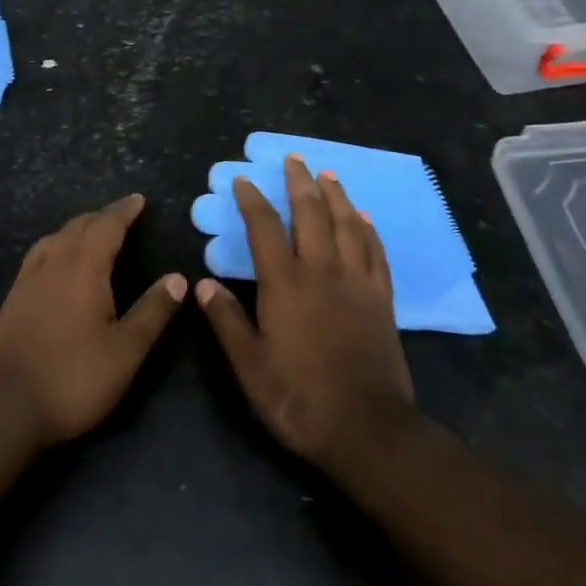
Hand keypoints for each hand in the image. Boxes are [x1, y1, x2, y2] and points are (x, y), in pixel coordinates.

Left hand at [0, 195, 186, 447]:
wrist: (5, 407)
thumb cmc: (73, 377)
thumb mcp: (125, 350)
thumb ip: (153, 311)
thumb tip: (178, 278)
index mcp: (84, 267)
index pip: (107, 226)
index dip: (124, 211)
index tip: (138, 199)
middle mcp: (54, 263)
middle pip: (79, 226)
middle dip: (102, 216)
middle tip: (121, 213)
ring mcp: (28, 279)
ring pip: (55, 237)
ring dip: (77, 228)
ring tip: (91, 230)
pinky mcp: (13, 298)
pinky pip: (38, 254)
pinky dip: (56, 244)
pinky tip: (55, 260)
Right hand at [196, 157, 416, 468]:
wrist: (367, 428)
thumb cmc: (299, 397)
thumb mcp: (250, 366)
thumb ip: (226, 320)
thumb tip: (203, 283)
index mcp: (285, 284)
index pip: (264, 228)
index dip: (252, 201)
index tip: (243, 180)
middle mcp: (321, 271)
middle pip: (311, 213)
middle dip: (299, 182)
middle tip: (294, 158)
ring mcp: (356, 282)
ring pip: (347, 225)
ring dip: (336, 195)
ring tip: (328, 175)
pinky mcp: (382, 299)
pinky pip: (376, 252)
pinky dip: (368, 230)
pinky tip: (364, 218)